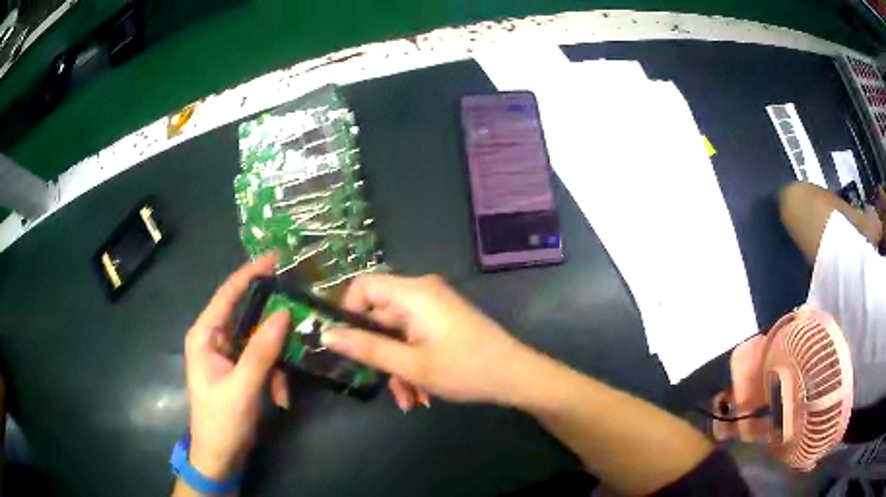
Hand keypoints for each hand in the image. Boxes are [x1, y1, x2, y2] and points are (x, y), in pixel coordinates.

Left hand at [183, 255, 290, 478]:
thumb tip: (283, 313)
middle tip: (299, 314)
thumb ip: (261, 351)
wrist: (220, 457)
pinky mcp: (240, 370)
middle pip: (247, 316)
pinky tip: (280, 398)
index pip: (227, 295)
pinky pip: (263, 361)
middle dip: (272, 325)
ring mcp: (228, 355)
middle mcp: (215, 339)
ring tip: (282, 390)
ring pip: (260, 341)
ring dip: (276, 363)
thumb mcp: (243, 387)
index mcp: (205, 335)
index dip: (250, 274)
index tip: (276, 257)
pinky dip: (275, 376)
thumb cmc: (222, 421)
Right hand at [321, 274, 531, 410]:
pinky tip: (421, 393)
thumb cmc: (464, 369)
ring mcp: (435, 307)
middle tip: (385, 387)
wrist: (516, 376)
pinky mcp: (444, 320)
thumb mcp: (411, 364)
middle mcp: (422, 292)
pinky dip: (412, 362)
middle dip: (379, 355)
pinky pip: (415, 337)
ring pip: (398, 334)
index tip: (346, 345)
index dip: (348, 312)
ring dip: (397, 367)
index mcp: (413, 293)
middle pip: (380, 316)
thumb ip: (367, 348)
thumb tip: (327, 335)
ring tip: (409, 400)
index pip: (362, 286)